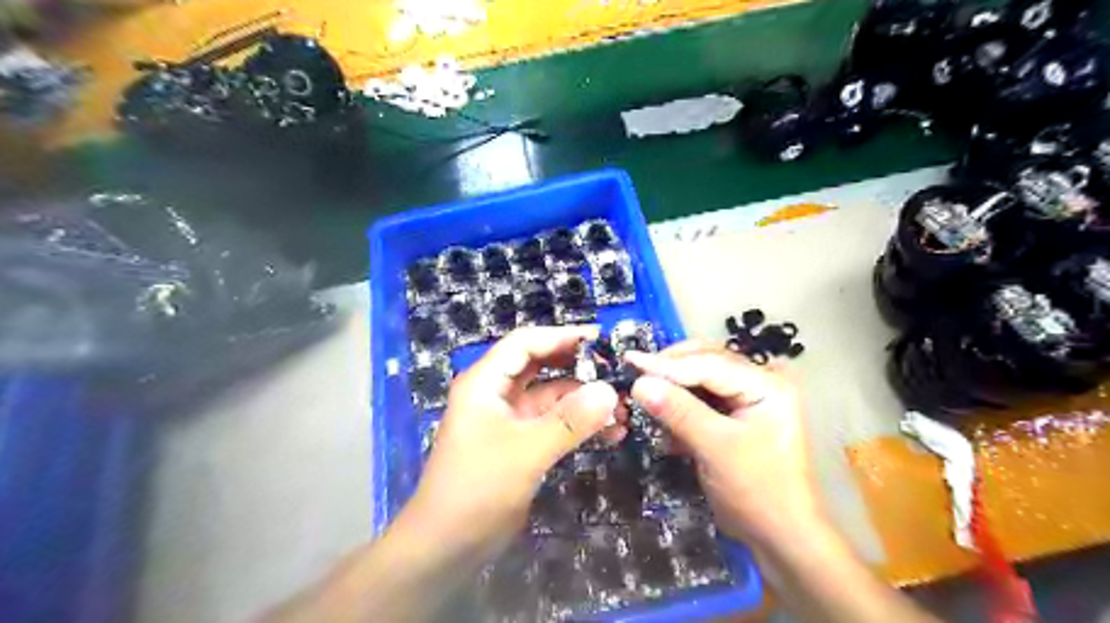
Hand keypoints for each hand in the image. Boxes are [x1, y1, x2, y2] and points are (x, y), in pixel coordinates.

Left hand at [405, 326, 621, 554]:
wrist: (447, 545)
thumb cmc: (478, 488)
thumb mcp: (526, 451)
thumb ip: (569, 420)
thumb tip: (610, 391)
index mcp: (485, 382)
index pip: (525, 343)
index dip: (561, 336)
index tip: (601, 339)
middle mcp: (496, 393)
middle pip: (540, 366)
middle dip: (577, 367)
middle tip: (617, 371)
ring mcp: (508, 419)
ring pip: (551, 397)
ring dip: (583, 400)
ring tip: (623, 409)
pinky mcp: (519, 443)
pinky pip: (553, 423)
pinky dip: (578, 424)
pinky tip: (609, 432)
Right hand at [623, 343, 821, 546]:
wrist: (782, 537)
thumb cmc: (758, 491)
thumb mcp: (716, 448)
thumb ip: (678, 412)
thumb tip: (638, 383)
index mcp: (766, 384)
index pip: (708, 364)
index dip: (666, 364)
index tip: (629, 361)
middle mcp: (759, 381)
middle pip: (704, 362)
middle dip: (669, 370)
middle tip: (633, 376)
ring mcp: (748, 398)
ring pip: (699, 379)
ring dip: (672, 388)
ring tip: (644, 396)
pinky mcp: (735, 415)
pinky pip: (700, 399)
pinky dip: (679, 406)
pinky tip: (663, 421)